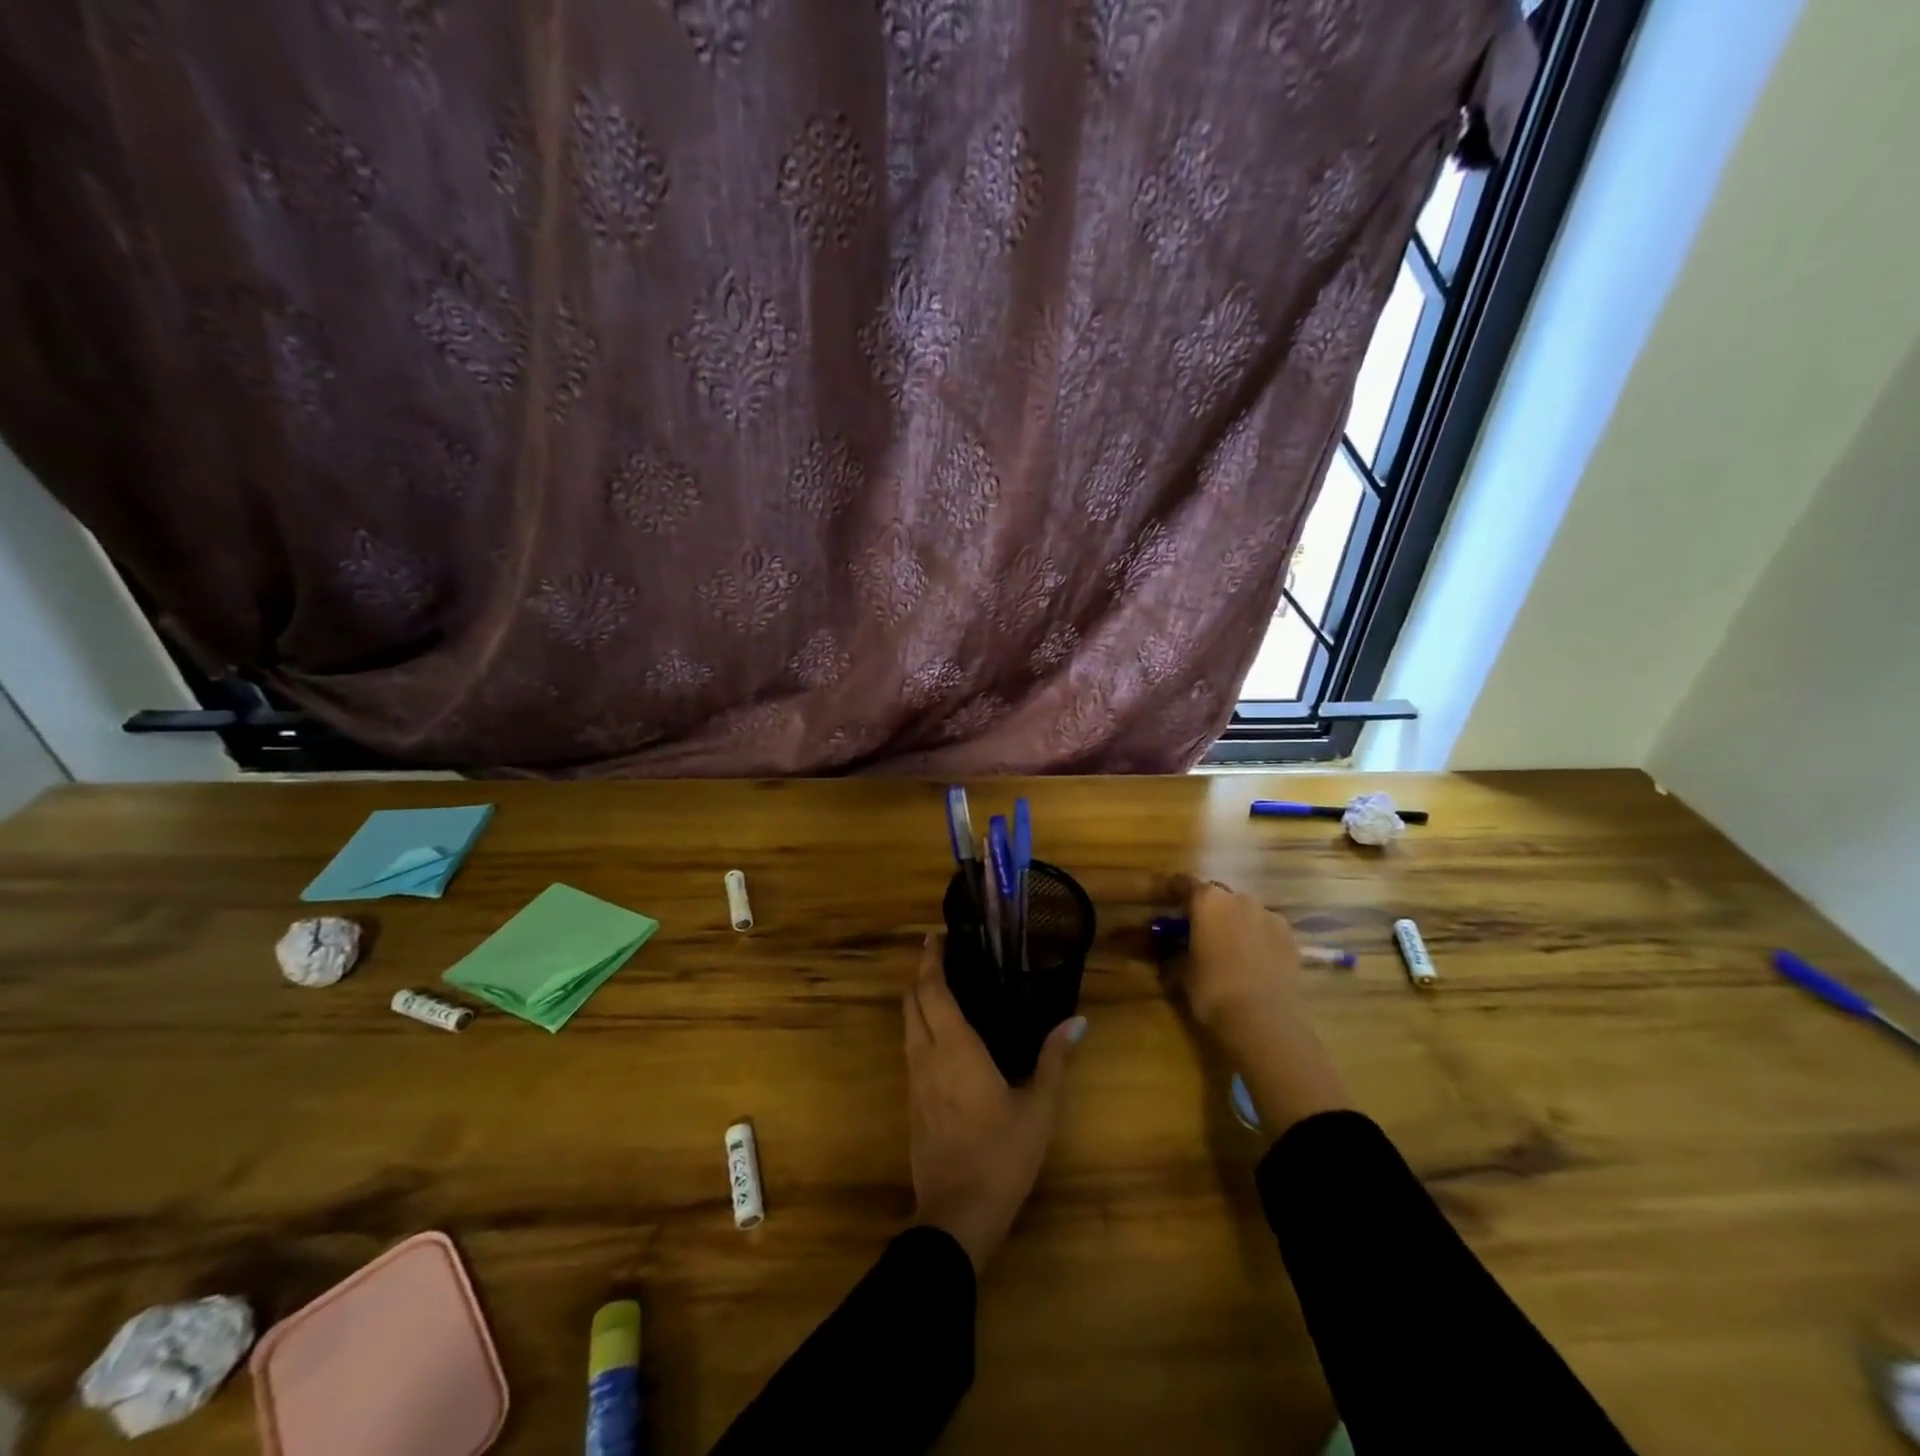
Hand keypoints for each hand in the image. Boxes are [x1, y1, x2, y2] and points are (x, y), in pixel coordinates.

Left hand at [904, 933, 1085, 1272]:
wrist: (956, 1215)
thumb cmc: (1001, 1155)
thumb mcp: (1038, 1108)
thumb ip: (1054, 1060)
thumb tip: (1077, 1021)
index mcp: (954, 1047)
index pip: (932, 989)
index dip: (932, 959)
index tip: (937, 936)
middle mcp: (926, 1055)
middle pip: (911, 1001)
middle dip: (922, 974)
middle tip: (943, 957)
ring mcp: (914, 1080)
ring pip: (906, 1025)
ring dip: (918, 1000)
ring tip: (943, 988)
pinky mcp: (911, 1103)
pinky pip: (910, 1049)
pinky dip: (920, 1027)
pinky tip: (942, 1037)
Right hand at [1167, 874, 1305, 1038]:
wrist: (1263, 1020)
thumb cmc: (1211, 989)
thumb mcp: (1180, 973)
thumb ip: (1172, 955)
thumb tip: (1167, 954)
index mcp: (1207, 900)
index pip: (1184, 884)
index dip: (1173, 892)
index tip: (1166, 902)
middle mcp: (1239, 898)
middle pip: (1218, 896)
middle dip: (1208, 910)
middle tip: (1199, 931)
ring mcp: (1269, 915)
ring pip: (1245, 912)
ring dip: (1235, 922)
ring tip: (1229, 948)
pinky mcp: (1291, 937)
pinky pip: (1267, 929)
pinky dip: (1258, 937)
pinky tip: (1254, 959)